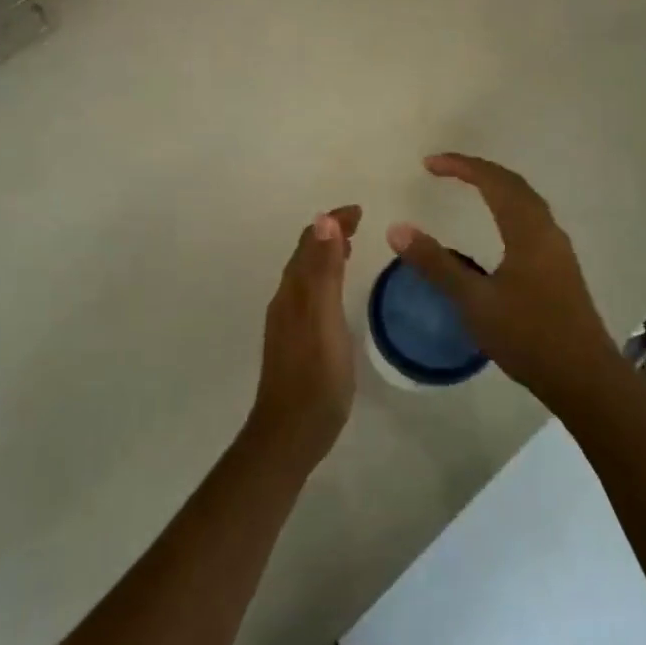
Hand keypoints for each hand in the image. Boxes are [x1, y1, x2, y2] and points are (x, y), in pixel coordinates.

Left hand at [249, 205, 361, 471]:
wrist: (291, 433)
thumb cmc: (315, 376)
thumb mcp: (324, 318)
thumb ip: (324, 271)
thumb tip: (324, 220)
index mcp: (293, 291)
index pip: (310, 242)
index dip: (332, 222)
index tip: (359, 211)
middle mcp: (286, 301)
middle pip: (304, 256)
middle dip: (329, 234)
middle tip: (358, 224)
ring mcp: (287, 323)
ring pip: (305, 276)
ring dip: (325, 255)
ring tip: (349, 248)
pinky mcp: (294, 342)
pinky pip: (309, 295)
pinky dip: (323, 279)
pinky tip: (336, 295)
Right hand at [386, 154, 619, 409]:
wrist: (585, 379)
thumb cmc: (528, 336)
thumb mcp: (474, 301)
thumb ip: (435, 264)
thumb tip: (397, 228)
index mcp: (528, 231)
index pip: (494, 181)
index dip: (461, 166)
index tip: (429, 164)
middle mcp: (547, 232)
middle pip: (514, 185)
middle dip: (479, 171)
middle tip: (445, 169)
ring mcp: (558, 251)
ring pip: (527, 203)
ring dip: (497, 188)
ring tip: (469, 188)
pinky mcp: (561, 269)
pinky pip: (532, 220)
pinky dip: (508, 208)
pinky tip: (498, 228)